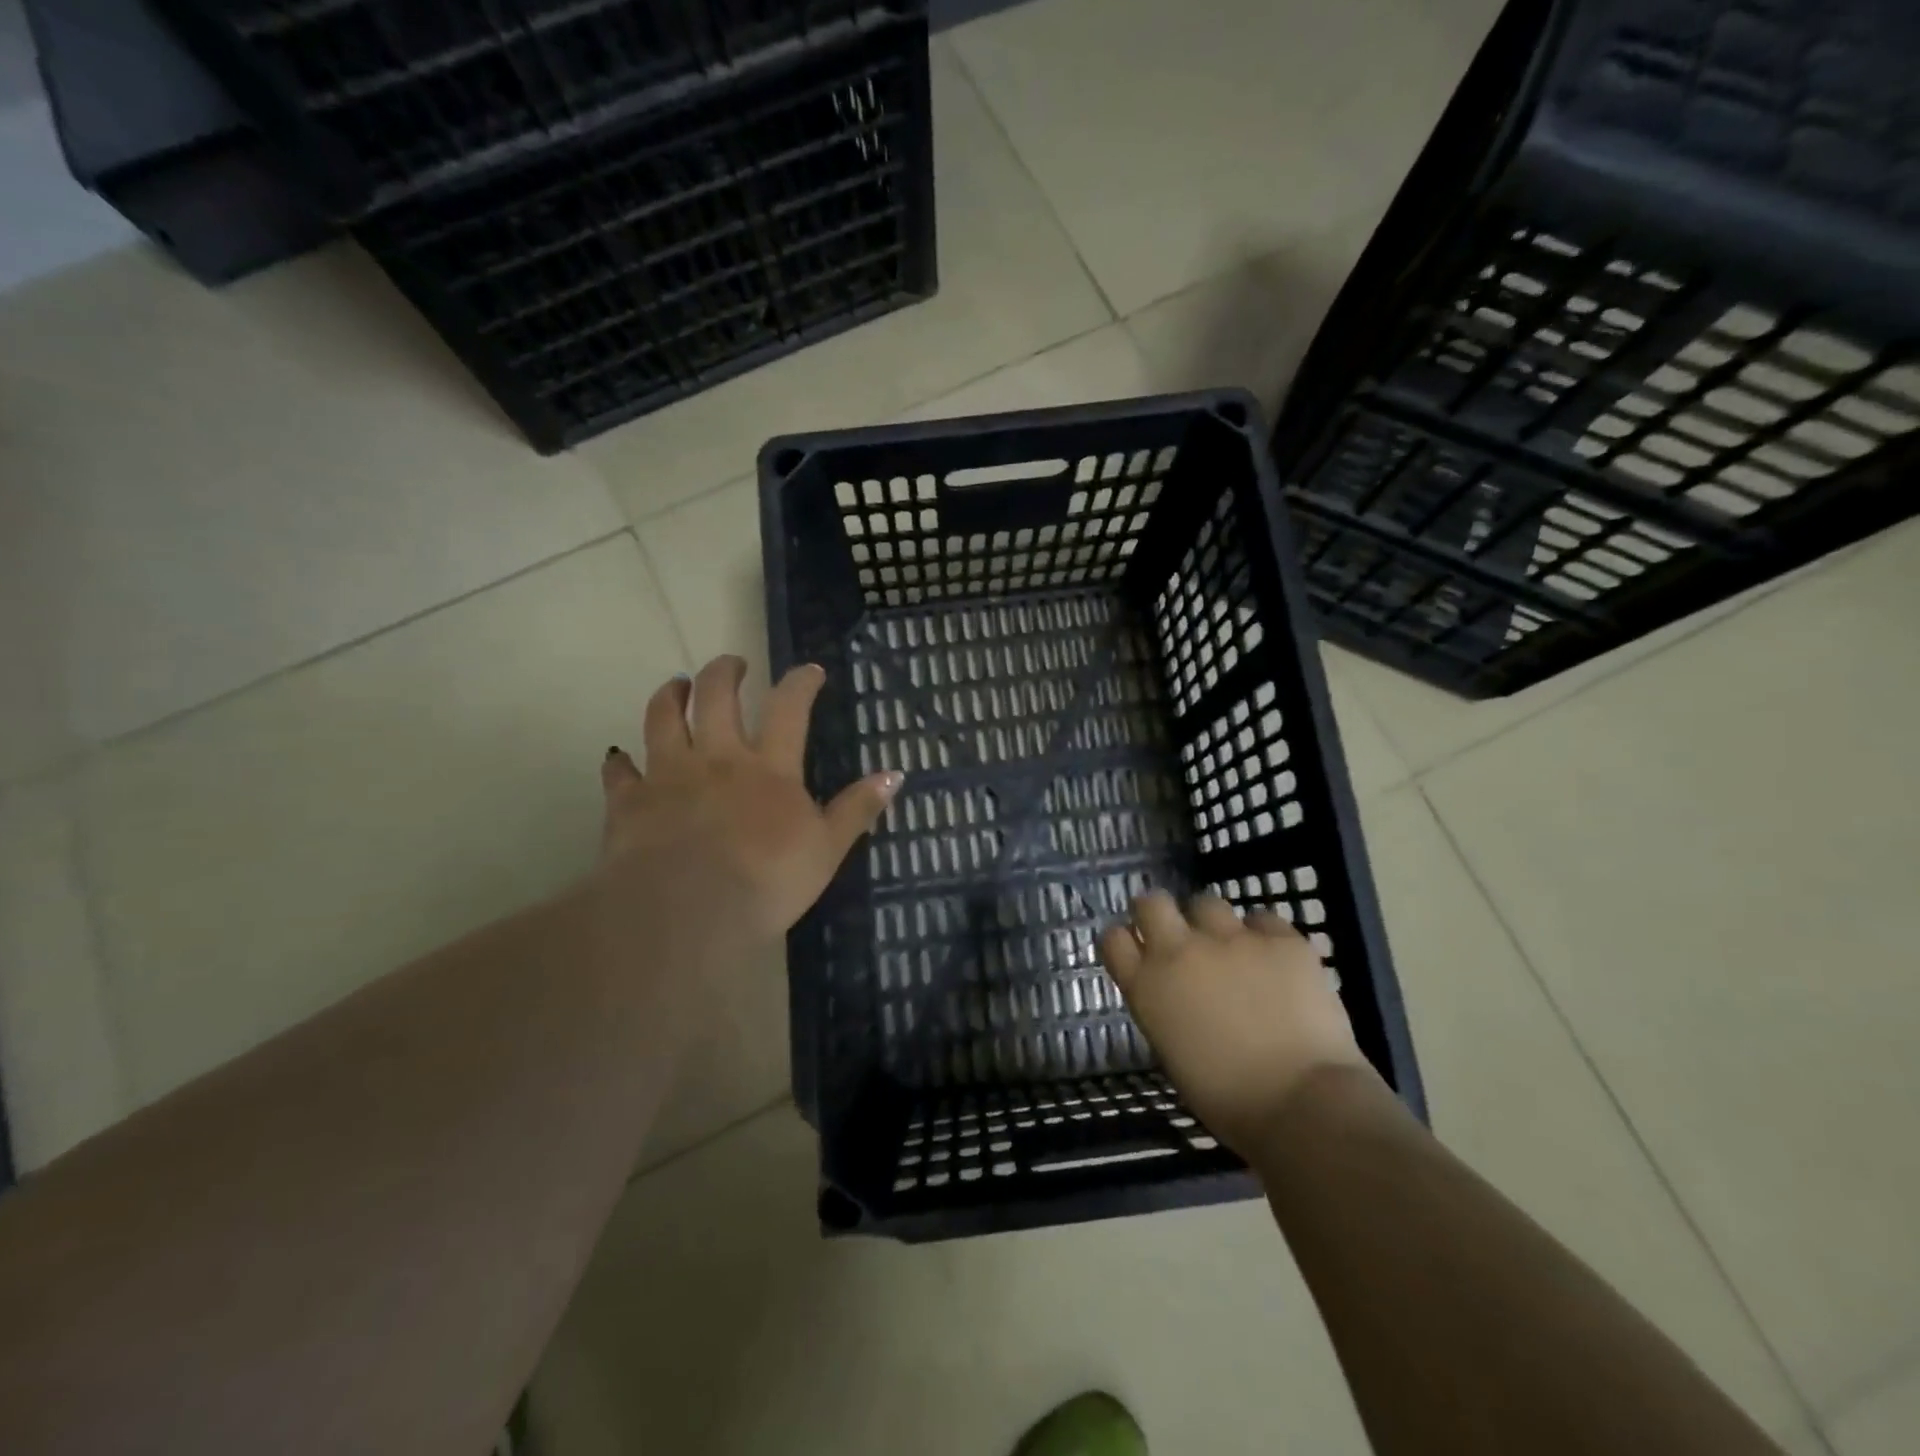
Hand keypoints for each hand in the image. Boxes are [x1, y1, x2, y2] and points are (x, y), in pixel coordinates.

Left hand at [597, 656, 900, 942]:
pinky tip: (620, 758)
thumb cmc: (767, 881)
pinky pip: (620, 772)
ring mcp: (668, 775)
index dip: (801, 682)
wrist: (686, 913)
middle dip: (725, 671)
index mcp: (768, 767)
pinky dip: (620, 762)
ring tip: (677, 685)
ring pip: (663, 718)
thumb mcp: (827, 849)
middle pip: (717, 696)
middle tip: (733, 664)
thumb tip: (894, 774)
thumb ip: (857, 809)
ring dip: (670, 696)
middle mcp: (716, 758)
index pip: (788, 708)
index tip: (809, 670)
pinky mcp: (629, 802)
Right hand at [1099, 891, 1375, 1155]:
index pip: (1114, 939)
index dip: (1127, 941)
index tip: (1140, 951)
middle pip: (1152, 903)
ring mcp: (1231, 939)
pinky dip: (1264, 937)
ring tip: (1234, 950)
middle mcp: (1180, 950)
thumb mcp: (1173, 1054)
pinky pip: (1263, 921)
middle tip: (1179, 937)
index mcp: (1147, 986)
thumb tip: (1178, 997)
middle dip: (1161, 914)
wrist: (1302, 1103)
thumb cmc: (1228, 1100)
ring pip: (1207, 903)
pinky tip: (1276, 962)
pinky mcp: (1280, 939)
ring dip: (1213, 924)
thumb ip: (1166, 1011)